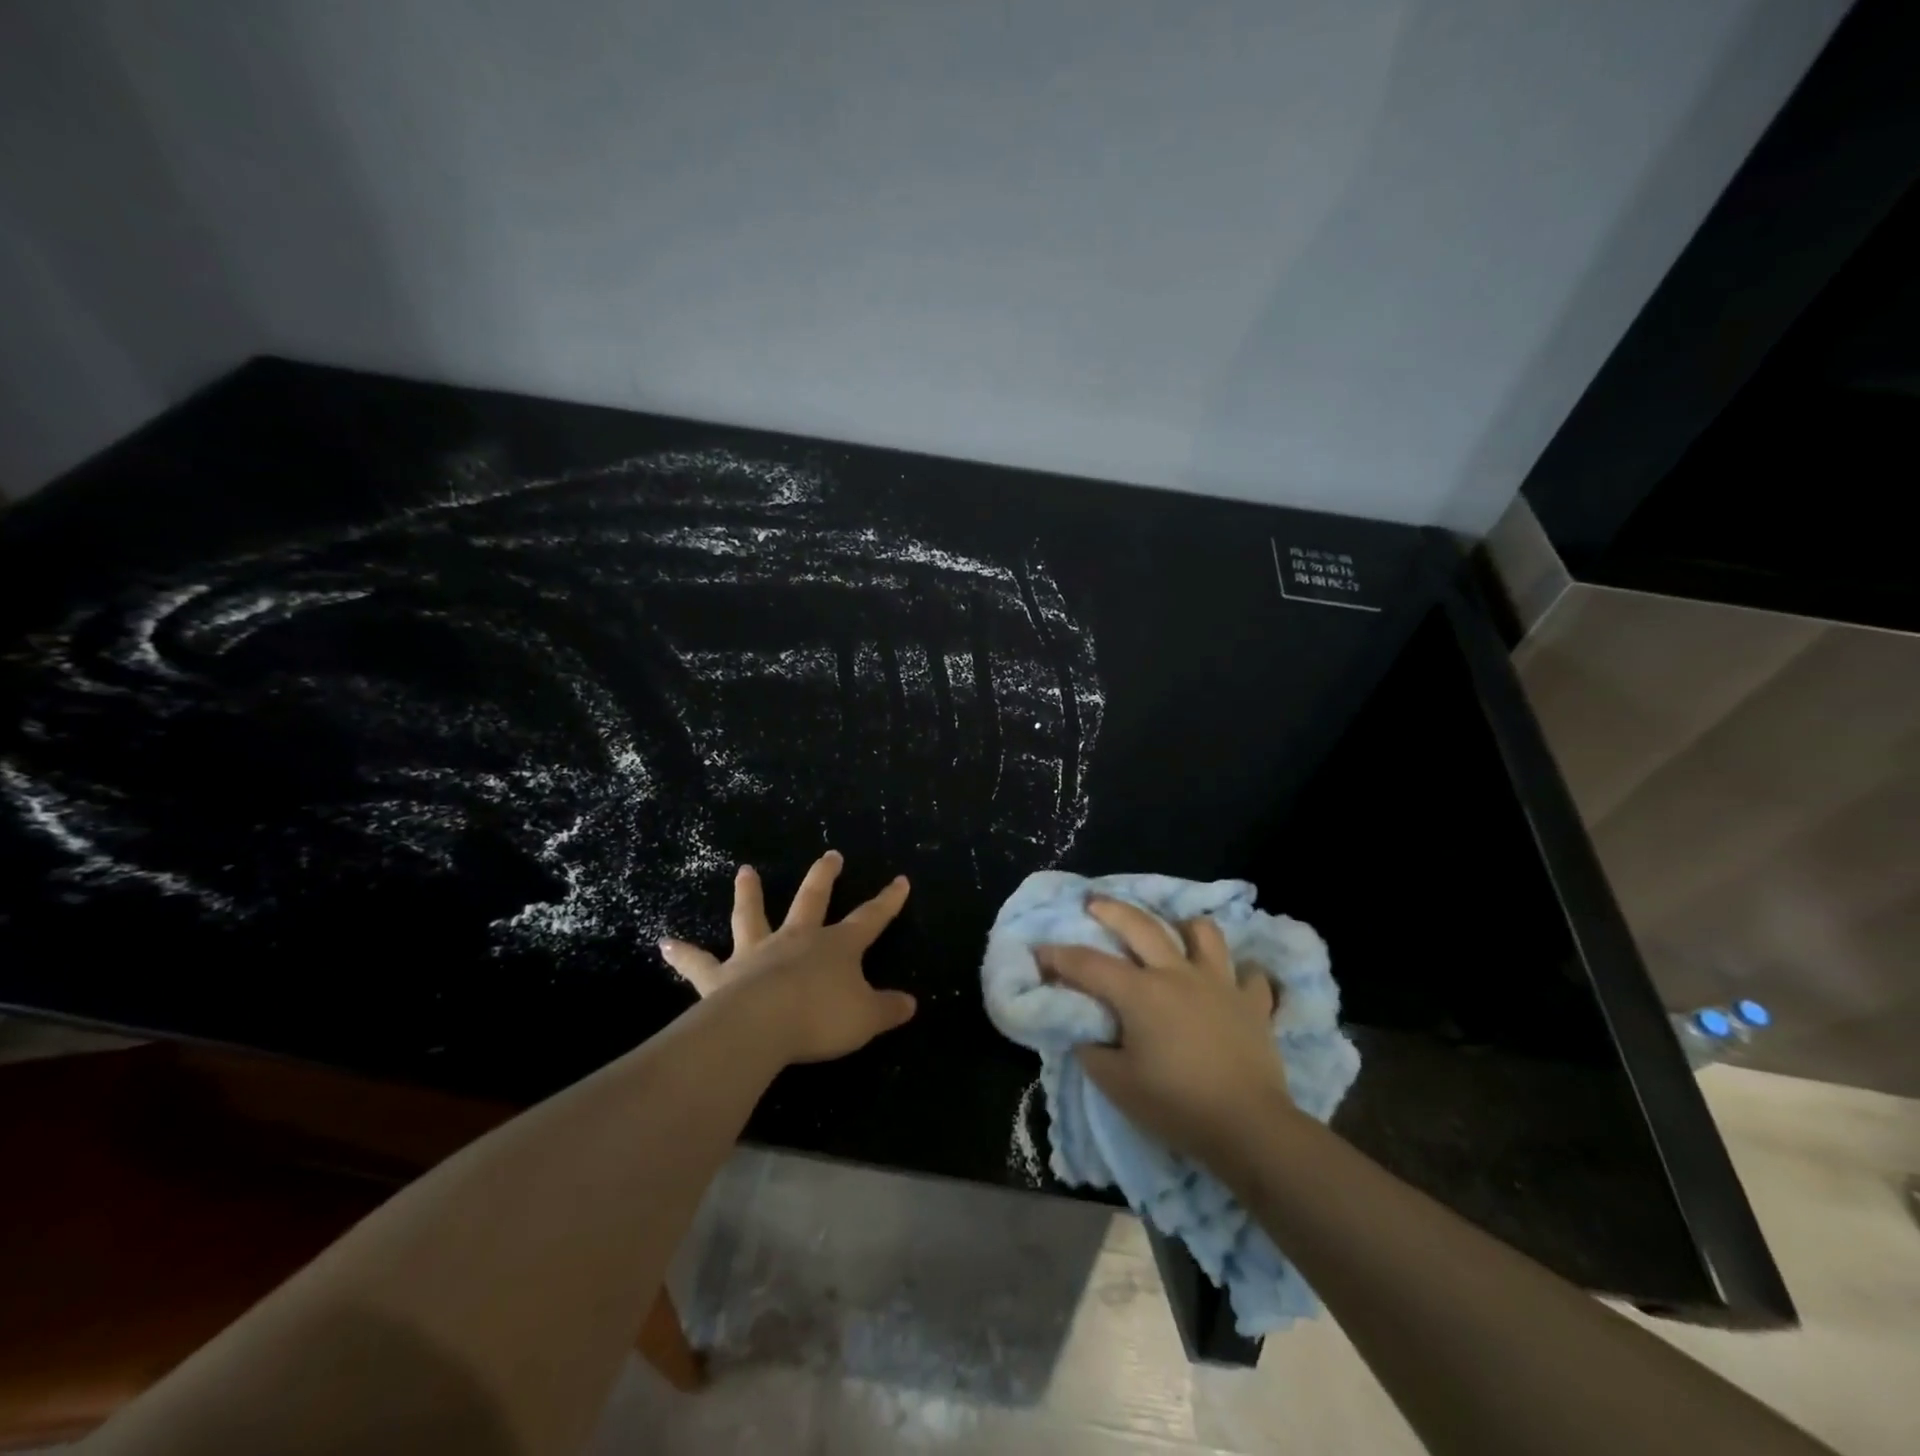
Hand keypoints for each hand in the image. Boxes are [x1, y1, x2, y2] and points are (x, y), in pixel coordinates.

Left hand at [659, 851, 916, 1064]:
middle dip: (824, 877)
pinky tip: (664, 944)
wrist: (762, 1025)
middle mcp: (797, 939)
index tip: (900, 880)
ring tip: (744, 871)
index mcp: (836, 946)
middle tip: (829, 855)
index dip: (888, 901)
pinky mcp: (722, 976)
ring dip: (749, 893)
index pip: (870, 918)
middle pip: (812, 899)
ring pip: (752, 915)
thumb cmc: (821, 1018)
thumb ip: (888, 1010)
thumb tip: (910, 1004)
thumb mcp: (866, 1018)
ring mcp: (757, 953)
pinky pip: (699, 963)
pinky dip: (682, 954)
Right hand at [1038, 897, 1293, 1169]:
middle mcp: (1178, 974)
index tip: (1039, 952)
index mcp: (1140, 992)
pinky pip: (1249, 975)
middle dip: (1112, 909)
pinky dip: (1239, 974)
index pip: (1089, 964)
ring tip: (1175, 933)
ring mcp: (1220, 983)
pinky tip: (1230, 982)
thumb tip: (1085, 1033)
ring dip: (1185, 927)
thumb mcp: (1117, 1085)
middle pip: (1141, 925)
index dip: (1059, 956)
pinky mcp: (1253, 1004)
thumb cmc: (1176, 1105)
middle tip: (1094, 902)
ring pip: (1204, 933)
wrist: (1249, 1128)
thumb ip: (1092, 1051)